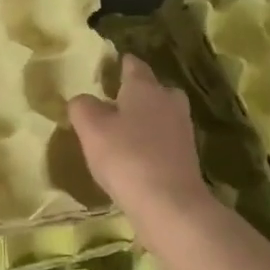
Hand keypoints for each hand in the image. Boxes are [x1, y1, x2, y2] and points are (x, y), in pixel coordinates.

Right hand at [68, 55, 220, 232]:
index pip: (133, 65)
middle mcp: (168, 101)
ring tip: (122, 131)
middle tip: (114, 101)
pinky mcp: (187, 158)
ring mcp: (182, 130)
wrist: (170, 205)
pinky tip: (135, 156)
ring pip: (162, 114)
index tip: (107, 67)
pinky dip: (152, 143)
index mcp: (145, 87)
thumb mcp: (90, 127)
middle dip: (137, 92)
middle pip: (154, 88)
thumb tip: (83, 101)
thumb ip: (82, 106)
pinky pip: (165, 140)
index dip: (119, 64)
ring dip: (145, 119)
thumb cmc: (126, 156)